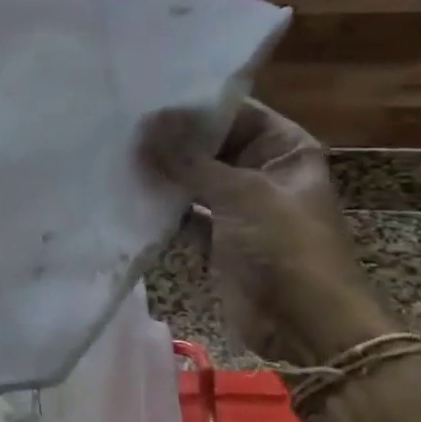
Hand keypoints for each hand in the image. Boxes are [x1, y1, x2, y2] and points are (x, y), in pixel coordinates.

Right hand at [142, 101, 399, 366]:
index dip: (193, 106)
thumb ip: (188, 160)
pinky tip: (127, 192)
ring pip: (194, 178)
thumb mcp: (239, 194)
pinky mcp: (218, 237)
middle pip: (211, 145)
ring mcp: (239, 206)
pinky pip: (185, 212)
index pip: (236, 112)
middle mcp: (262, 171)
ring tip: (116, 153)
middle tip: (121, 125)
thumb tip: (145, 125)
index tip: (146, 97)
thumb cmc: (285, 247)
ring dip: (163, 172)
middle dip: (171, 139)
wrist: (303, 324)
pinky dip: (162, 205)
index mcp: (284, 149)